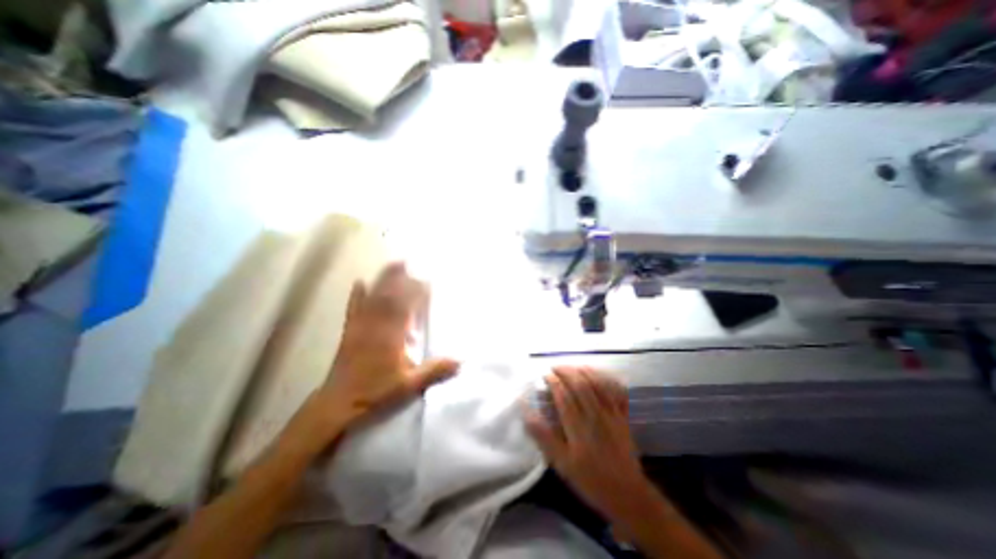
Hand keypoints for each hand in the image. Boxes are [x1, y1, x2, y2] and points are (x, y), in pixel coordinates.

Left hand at [288, 264, 459, 451]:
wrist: (338, 404)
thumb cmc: (375, 393)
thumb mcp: (408, 385)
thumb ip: (434, 371)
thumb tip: (461, 361)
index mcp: (391, 336)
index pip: (405, 307)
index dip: (416, 292)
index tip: (427, 281)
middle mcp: (376, 325)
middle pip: (390, 296)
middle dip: (401, 278)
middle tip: (411, 263)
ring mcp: (361, 326)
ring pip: (374, 297)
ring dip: (384, 279)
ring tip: (394, 264)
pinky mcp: (350, 332)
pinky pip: (354, 308)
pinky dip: (358, 294)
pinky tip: (360, 282)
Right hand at [523, 368, 655, 521]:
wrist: (627, 495)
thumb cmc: (590, 479)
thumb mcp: (562, 463)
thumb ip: (544, 436)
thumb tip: (526, 412)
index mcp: (578, 426)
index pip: (564, 395)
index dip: (553, 382)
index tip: (545, 375)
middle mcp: (595, 414)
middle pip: (580, 384)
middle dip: (566, 371)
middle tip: (555, 367)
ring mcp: (611, 413)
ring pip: (597, 384)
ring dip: (584, 371)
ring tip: (573, 366)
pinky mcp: (623, 416)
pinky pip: (617, 392)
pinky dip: (608, 379)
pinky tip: (601, 373)